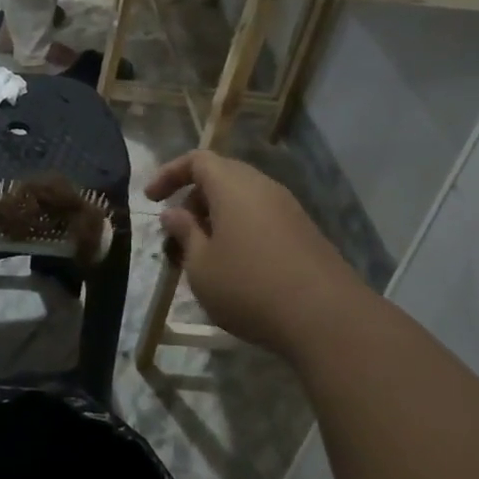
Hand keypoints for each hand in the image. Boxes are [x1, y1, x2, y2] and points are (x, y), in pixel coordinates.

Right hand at [146, 151, 368, 353]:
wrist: (327, 318)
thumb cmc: (249, 286)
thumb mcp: (201, 265)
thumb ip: (184, 233)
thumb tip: (174, 213)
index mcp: (233, 186)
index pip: (197, 160)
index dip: (170, 174)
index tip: (151, 199)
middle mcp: (263, 188)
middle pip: (222, 176)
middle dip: (193, 199)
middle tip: (177, 230)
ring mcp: (288, 210)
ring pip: (243, 199)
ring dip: (217, 217)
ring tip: (202, 253)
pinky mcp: (305, 233)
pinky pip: (262, 218)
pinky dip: (240, 230)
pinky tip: (235, 266)